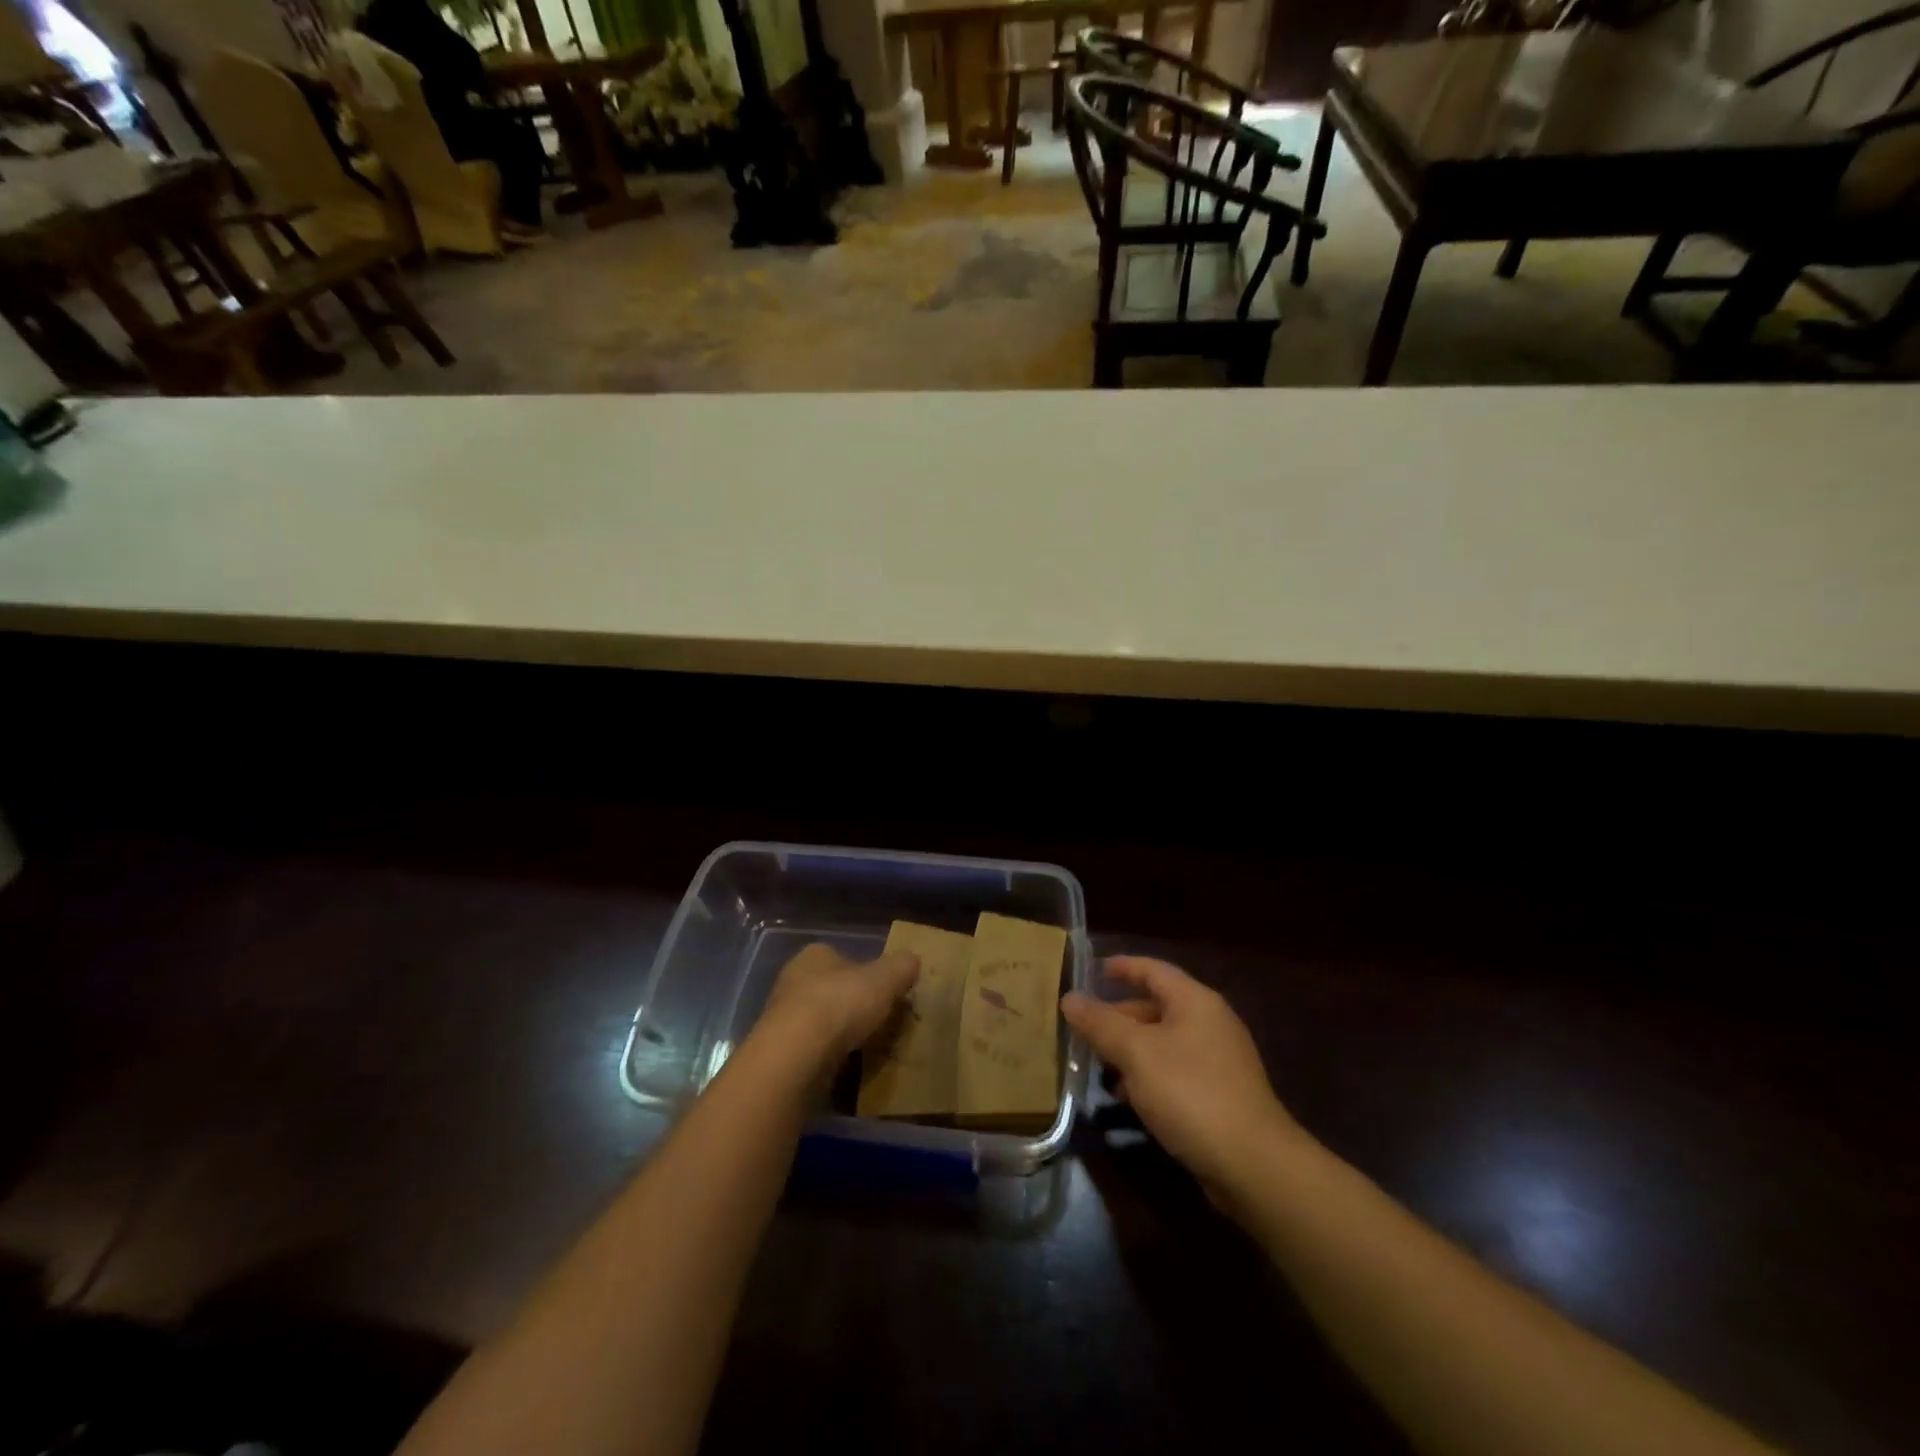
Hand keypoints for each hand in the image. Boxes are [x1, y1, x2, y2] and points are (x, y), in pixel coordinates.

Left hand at [756, 943, 920, 1074]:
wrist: (796, 1056)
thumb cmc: (841, 1003)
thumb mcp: (885, 978)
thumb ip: (901, 967)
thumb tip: (912, 960)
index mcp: (814, 955)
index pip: (843, 957)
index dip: (866, 973)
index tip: (884, 992)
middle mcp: (792, 981)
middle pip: (831, 990)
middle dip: (852, 1005)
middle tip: (879, 1022)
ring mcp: (782, 1019)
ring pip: (820, 1022)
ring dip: (840, 1034)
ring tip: (867, 1049)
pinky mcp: (780, 1053)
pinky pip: (812, 1052)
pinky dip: (828, 1059)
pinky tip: (846, 1070)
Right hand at [1062, 956, 1300, 1202]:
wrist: (1253, 1165)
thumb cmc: (1191, 1094)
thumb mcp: (1137, 1053)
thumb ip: (1100, 1023)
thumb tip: (1070, 997)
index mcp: (1194, 1001)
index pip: (1152, 969)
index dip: (1121, 967)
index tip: (1091, 970)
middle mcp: (1210, 1022)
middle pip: (1156, 1006)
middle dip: (1118, 1016)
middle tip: (1083, 1029)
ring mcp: (1218, 1060)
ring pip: (1163, 1042)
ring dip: (1130, 1050)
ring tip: (1098, 1065)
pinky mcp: (1220, 1094)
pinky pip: (1175, 1071)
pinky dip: (1148, 1075)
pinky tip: (1128, 1097)